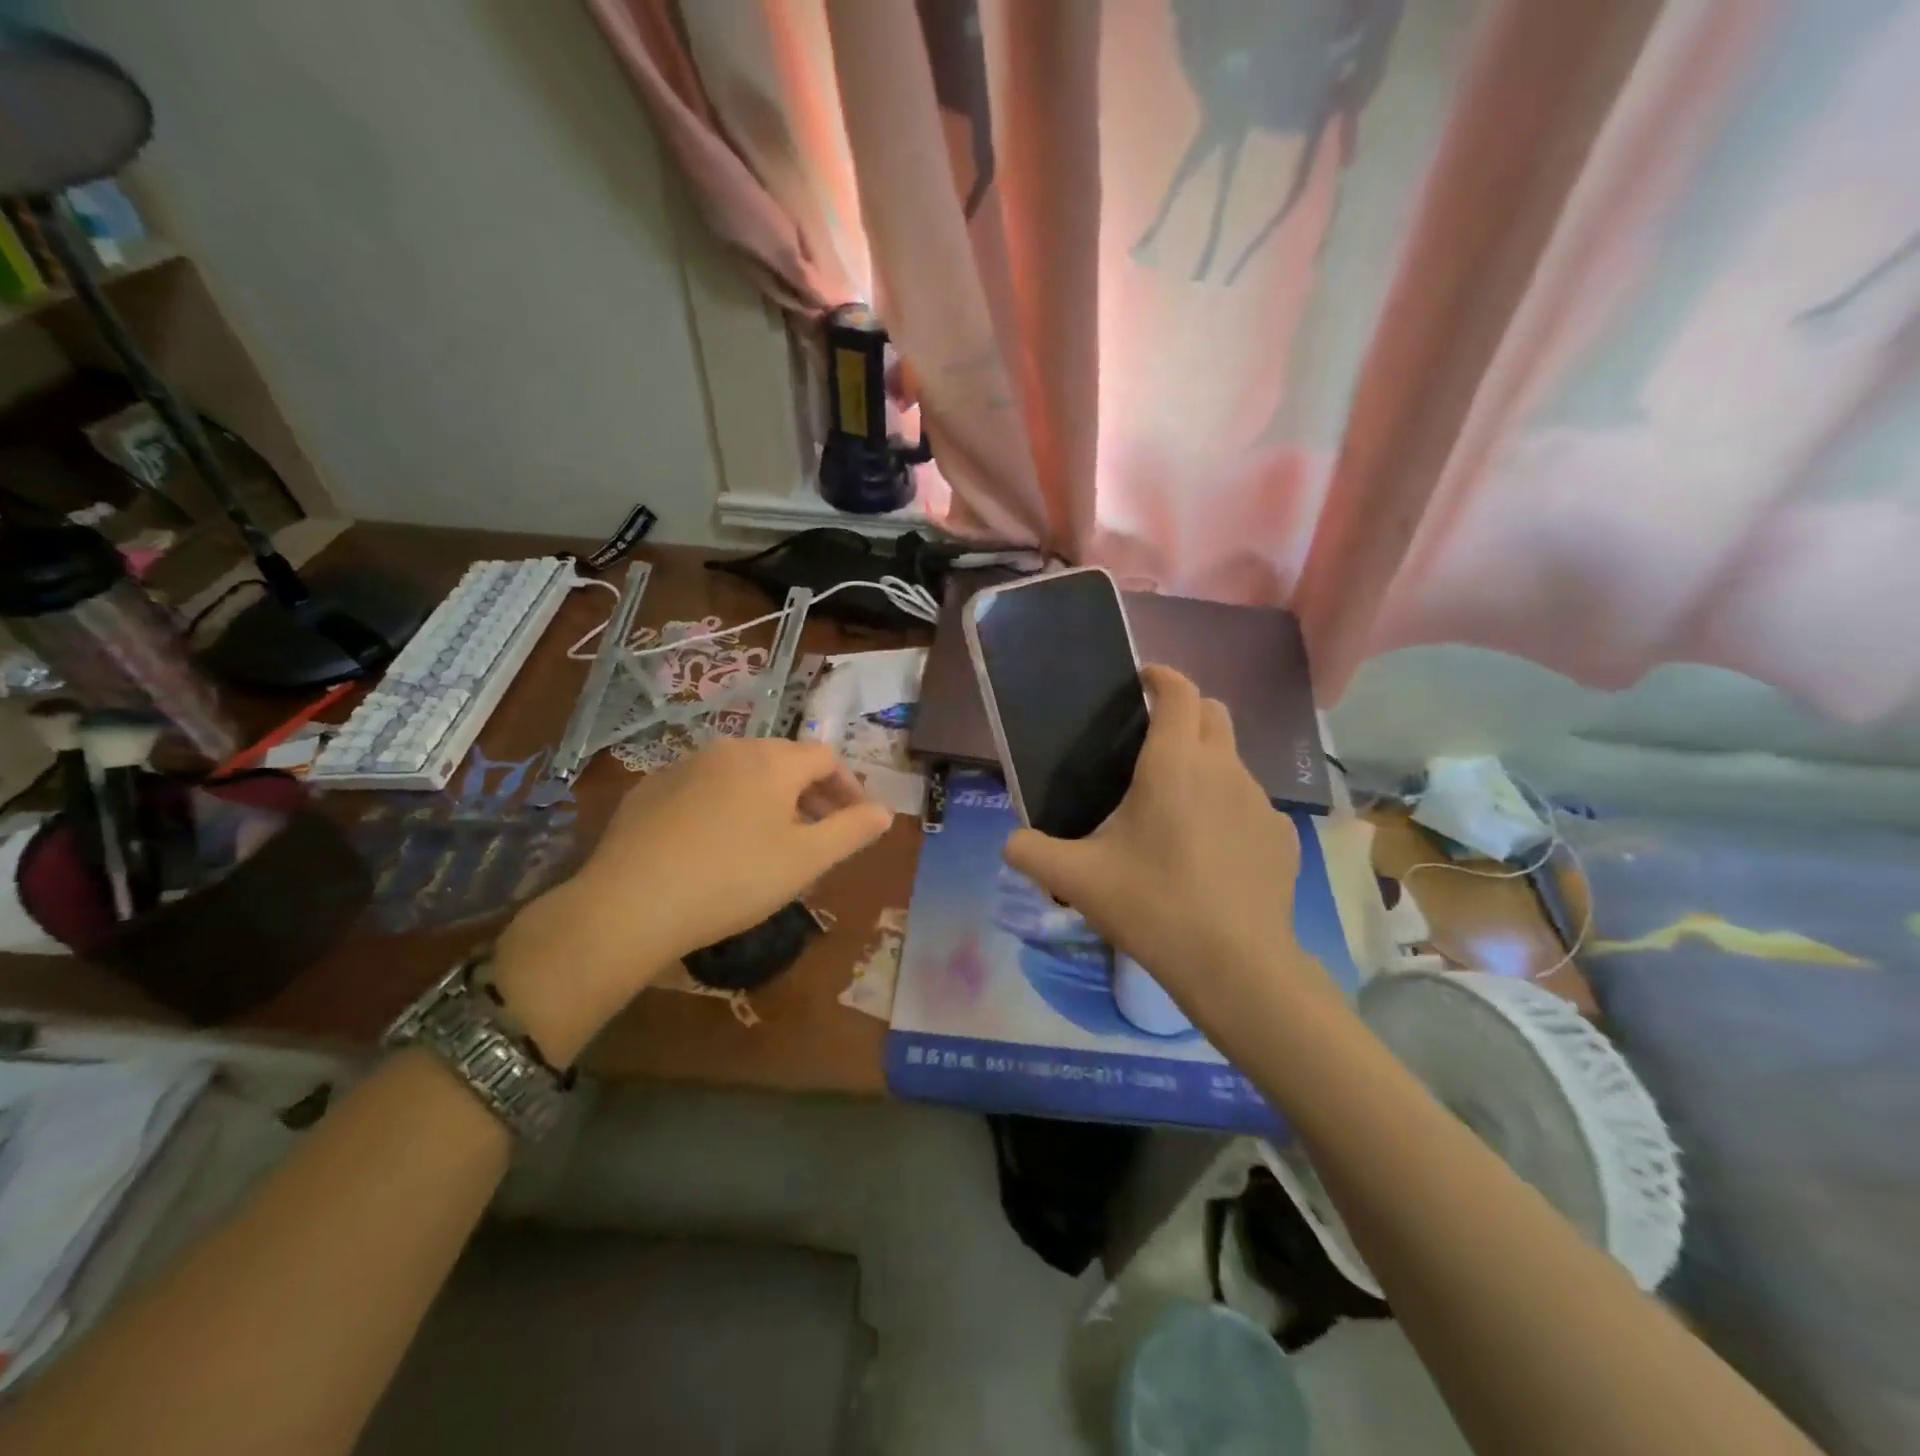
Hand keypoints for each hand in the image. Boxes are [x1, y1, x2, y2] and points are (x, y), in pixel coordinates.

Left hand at [494, 739, 890, 1061]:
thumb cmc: (734, 879)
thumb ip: (851, 831)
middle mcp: (730, 749)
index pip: (826, 758)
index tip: (858, 820)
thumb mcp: (806, 861)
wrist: (631, 903)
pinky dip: (727, 804)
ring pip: (744, 772)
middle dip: (811, 792)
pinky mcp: (651, 787)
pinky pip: (706, 786)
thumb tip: (884, 812)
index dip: (849, 786)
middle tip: (819, 832)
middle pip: (785, 760)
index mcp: (773, 761)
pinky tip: (718, 843)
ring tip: (772, 839)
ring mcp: (686, 764)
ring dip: (770, 797)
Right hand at [1004, 666, 1335, 1025]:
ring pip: (1233, 761)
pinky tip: (1210, 852)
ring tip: (1177, 808)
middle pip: (1214, 713)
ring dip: (1207, 764)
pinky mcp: (1282, 836)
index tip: (1142, 679)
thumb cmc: (1152, 904)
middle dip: (1186, 711)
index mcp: (1174, 763)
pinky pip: (1250, 805)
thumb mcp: (1077, 879)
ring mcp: (1260, 802)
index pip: (1178, 692)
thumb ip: (1031, 852)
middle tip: (1154, 741)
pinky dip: (1229, 810)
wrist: (1235, 964)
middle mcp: (1223, 769)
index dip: (1161, 675)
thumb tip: (1009, 843)